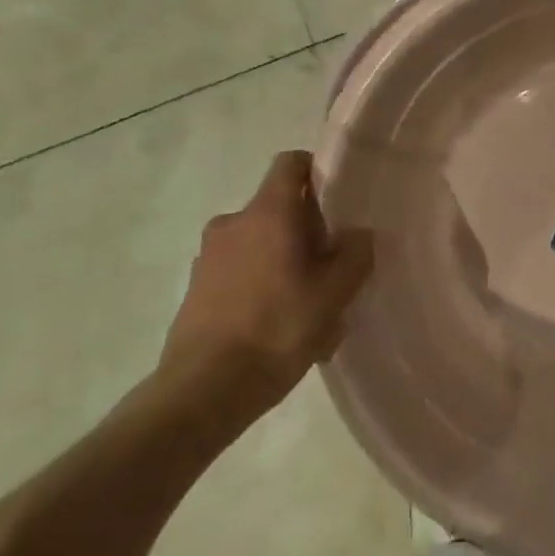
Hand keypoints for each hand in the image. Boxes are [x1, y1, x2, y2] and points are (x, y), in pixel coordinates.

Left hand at [158, 151, 372, 418]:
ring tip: (308, 306)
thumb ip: (355, 255)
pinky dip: (261, 285)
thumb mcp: (334, 294)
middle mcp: (234, 223)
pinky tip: (279, 328)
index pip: (291, 163)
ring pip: (260, 243)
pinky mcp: (196, 288)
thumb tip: (358, 234)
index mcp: (268, 212)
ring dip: (284, 261)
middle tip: (332, 266)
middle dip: (307, 230)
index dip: (318, 171)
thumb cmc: (277, 330)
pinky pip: (240, 272)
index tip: (339, 200)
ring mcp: (209, 256)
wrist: (202, 392)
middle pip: (278, 208)